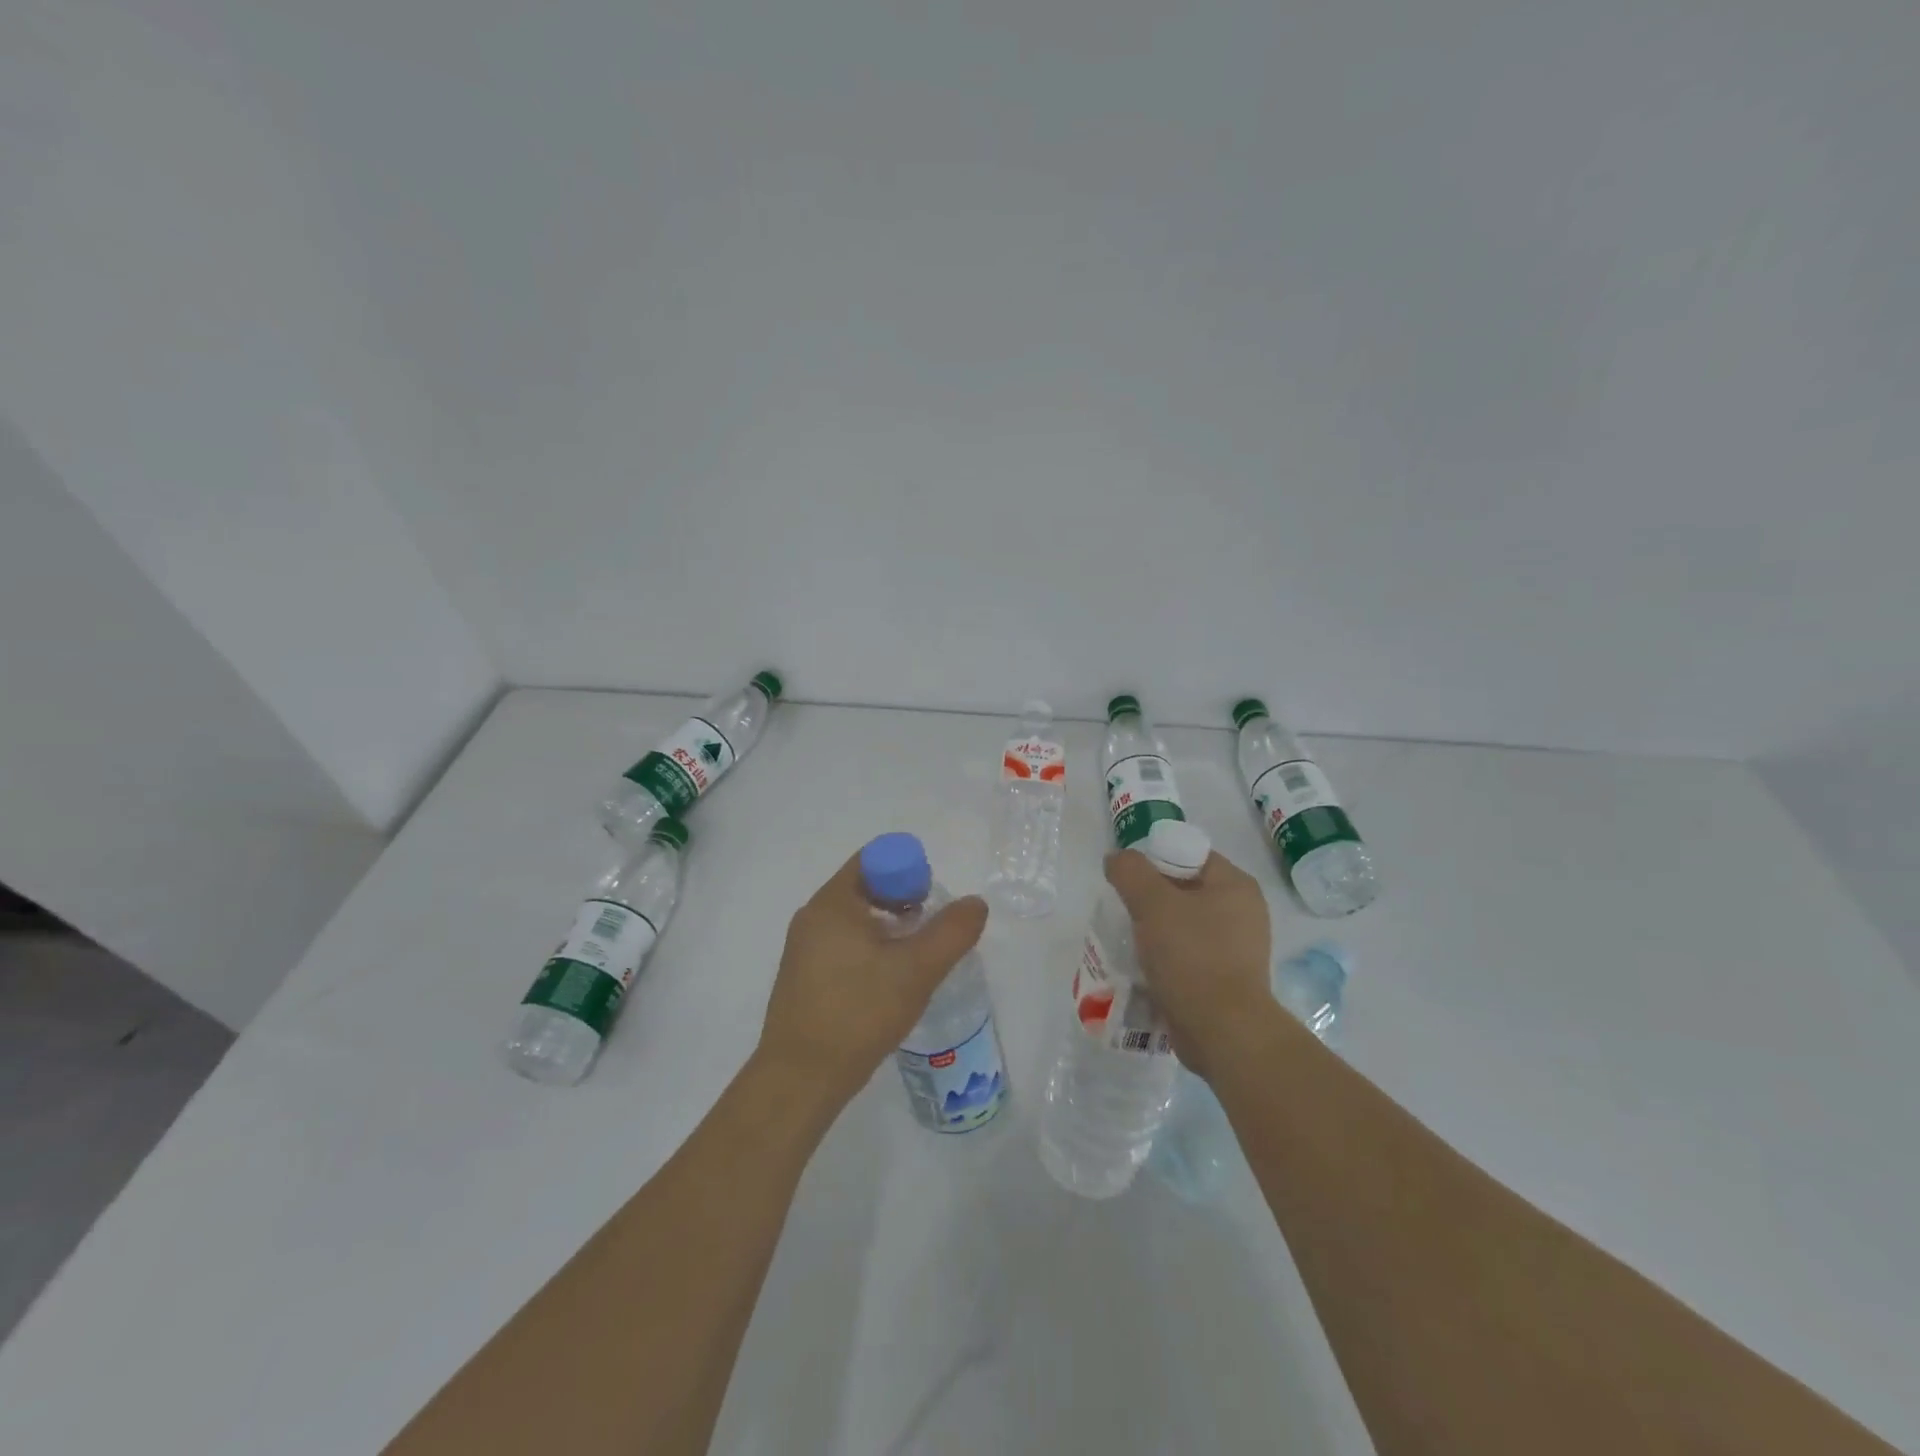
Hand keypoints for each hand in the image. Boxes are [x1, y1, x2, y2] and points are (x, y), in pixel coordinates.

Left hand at [756, 851, 988, 1106]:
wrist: (800, 1080)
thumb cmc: (859, 1013)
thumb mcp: (916, 971)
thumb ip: (952, 932)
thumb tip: (976, 903)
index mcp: (832, 903)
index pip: (875, 859)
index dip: (909, 871)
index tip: (930, 905)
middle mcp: (813, 916)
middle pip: (866, 886)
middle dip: (903, 900)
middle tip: (930, 932)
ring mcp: (804, 947)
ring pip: (856, 918)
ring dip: (890, 927)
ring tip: (914, 960)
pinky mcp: (804, 976)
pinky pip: (843, 943)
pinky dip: (871, 949)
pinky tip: (888, 983)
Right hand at [1103, 847, 1272, 1079]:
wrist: (1223, 1033)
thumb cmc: (1192, 957)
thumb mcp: (1153, 904)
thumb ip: (1130, 872)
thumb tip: (1117, 859)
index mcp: (1235, 885)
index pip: (1188, 854)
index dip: (1153, 860)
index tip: (1126, 881)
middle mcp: (1242, 912)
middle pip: (1183, 890)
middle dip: (1149, 899)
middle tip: (1122, 910)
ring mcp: (1236, 948)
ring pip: (1182, 925)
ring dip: (1153, 931)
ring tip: (1126, 940)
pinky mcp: (1225, 979)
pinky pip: (1187, 956)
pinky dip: (1164, 958)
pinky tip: (1142, 967)